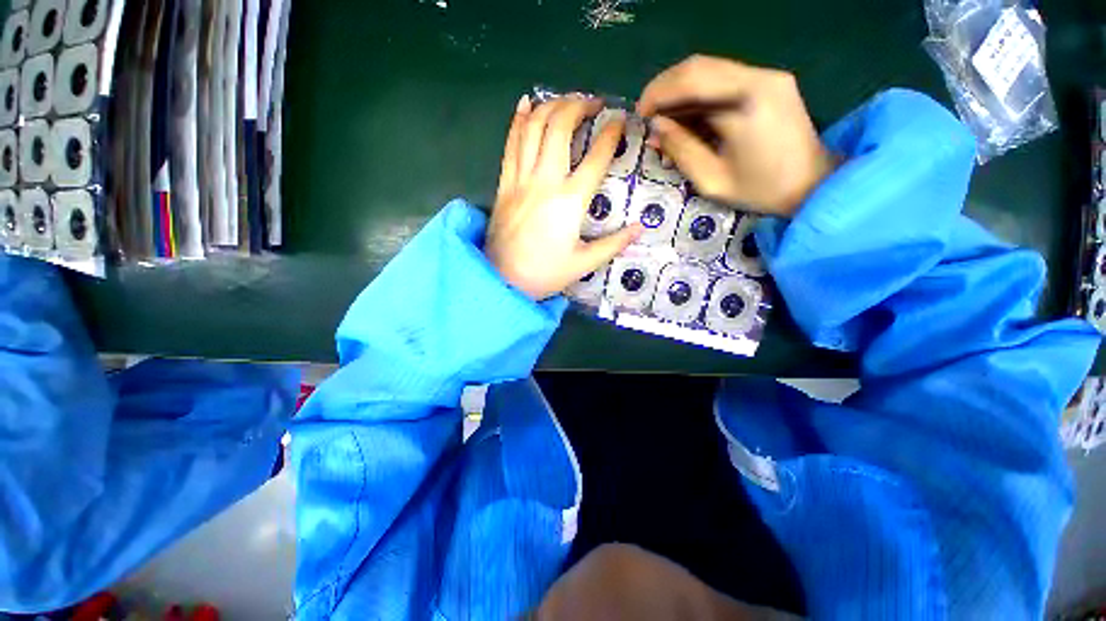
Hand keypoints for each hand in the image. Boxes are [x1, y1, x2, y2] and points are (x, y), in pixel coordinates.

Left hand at [486, 95, 642, 300]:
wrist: (503, 280)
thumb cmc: (545, 273)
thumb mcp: (584, 263)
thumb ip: (614, 244)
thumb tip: (641, 228)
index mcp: (570, 201)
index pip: (596, 157)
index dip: (611, 134)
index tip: (620, 121)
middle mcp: (545, 181)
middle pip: (560, 127)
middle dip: (579, 106)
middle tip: (593, 104)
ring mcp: (520, 179)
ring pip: (534, 128)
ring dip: (552, 106)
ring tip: (567, 101)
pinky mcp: (504, 183)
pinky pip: (510, 144)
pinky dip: (519, 119)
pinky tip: (526, 103)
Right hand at [637, 55, 834, 216]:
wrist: (813, 185)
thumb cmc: (760, 190)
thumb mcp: (711, 179)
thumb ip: (681, 150)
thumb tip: (656, 127)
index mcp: (746, 102)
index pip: (690, 80)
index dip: (658, 94)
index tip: (640, 116)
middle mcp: (759, 77)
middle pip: (699, 66)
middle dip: (665, 88)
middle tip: (648, 115)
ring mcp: (768, 76)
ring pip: (710, 70)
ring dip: (681, 92)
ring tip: (664, 119)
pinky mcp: (770, 82)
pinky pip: (724, 80)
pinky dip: (699, 95)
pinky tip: (688, 117)